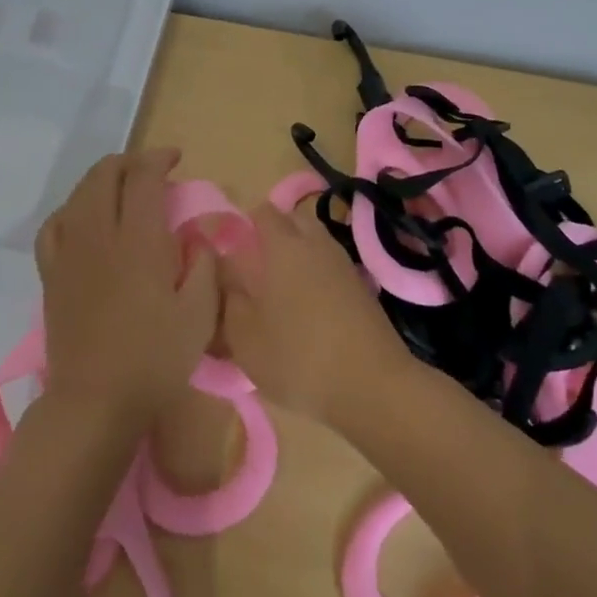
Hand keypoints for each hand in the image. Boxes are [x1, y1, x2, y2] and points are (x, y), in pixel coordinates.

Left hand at [34, 148, 218, 428]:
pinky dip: (71, 210)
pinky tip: (83, 219)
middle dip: (130, 162)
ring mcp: (69, 253)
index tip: (176, 159)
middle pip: (105, 175)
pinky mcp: (51, 274)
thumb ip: (204, 266)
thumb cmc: (155, 359)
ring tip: (122, 188)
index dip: (159, 159)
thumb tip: (198, 238)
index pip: (143, 178)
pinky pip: (54, 226)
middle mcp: (99, 235)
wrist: (95, 402)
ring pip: (78, 194)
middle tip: (153, 170)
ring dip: (102, 179)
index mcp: (139, 241)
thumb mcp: (200, 314)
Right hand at [217, 201, 410, 423]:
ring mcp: (344, 263)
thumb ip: (228, 298)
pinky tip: (308, 309)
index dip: (244, 224)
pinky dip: (317, 276)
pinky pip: (331, 267)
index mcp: (284, 245)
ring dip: (298, 256)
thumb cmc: (298, 357)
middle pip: (293, 221)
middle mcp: (316, 243)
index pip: (262, 212)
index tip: (231, 250)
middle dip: (273, 235)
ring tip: (280, 292)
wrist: (372, 385)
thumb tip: (224, 271)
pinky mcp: (362, 287)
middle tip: (255, 268)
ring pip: (315, 244)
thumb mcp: (244, 337)